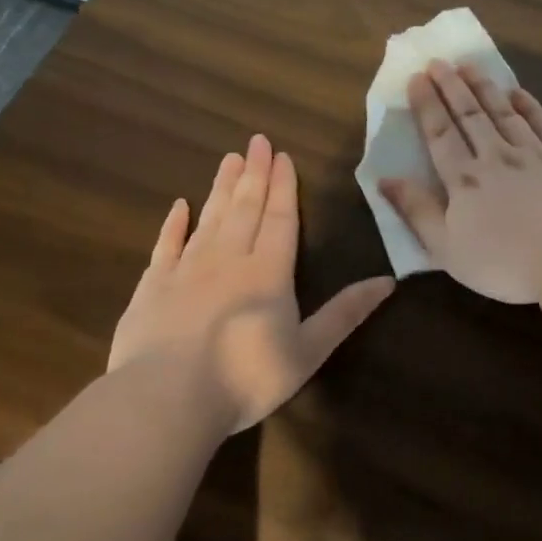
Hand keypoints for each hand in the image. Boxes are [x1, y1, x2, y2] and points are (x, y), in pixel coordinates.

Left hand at [110, 134, 394, 433]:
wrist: (167, 398)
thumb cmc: (247, 377)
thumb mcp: (309, 349)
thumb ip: (346, 312)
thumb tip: (389, 281)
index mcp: (269, 272)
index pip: (280, 219)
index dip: (284, 188)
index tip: (283, 156)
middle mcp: (228, 260)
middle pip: (245, 209)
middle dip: (254, 174)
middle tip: (257, 141)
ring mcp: (186, 270)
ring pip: (209, 219)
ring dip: (221, 188)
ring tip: (229, 159)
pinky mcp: (152, 287)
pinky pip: (166, 246)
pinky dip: (173, 224)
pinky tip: (179, 206)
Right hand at [380, 61, 541, 303]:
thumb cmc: (506, 263)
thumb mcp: (447, 249)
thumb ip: (417, 211)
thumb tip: (384, 179)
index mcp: (466, 180)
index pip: (441, 134)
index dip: (428, 105)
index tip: (418, 77)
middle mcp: (498, 157)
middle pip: (471, 116)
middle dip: (453, 87)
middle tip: (440, 61)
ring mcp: (537, 154)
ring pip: (506, 113)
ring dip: (487, 88)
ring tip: (472, 66)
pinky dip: (531, 107)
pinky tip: (520, 93)